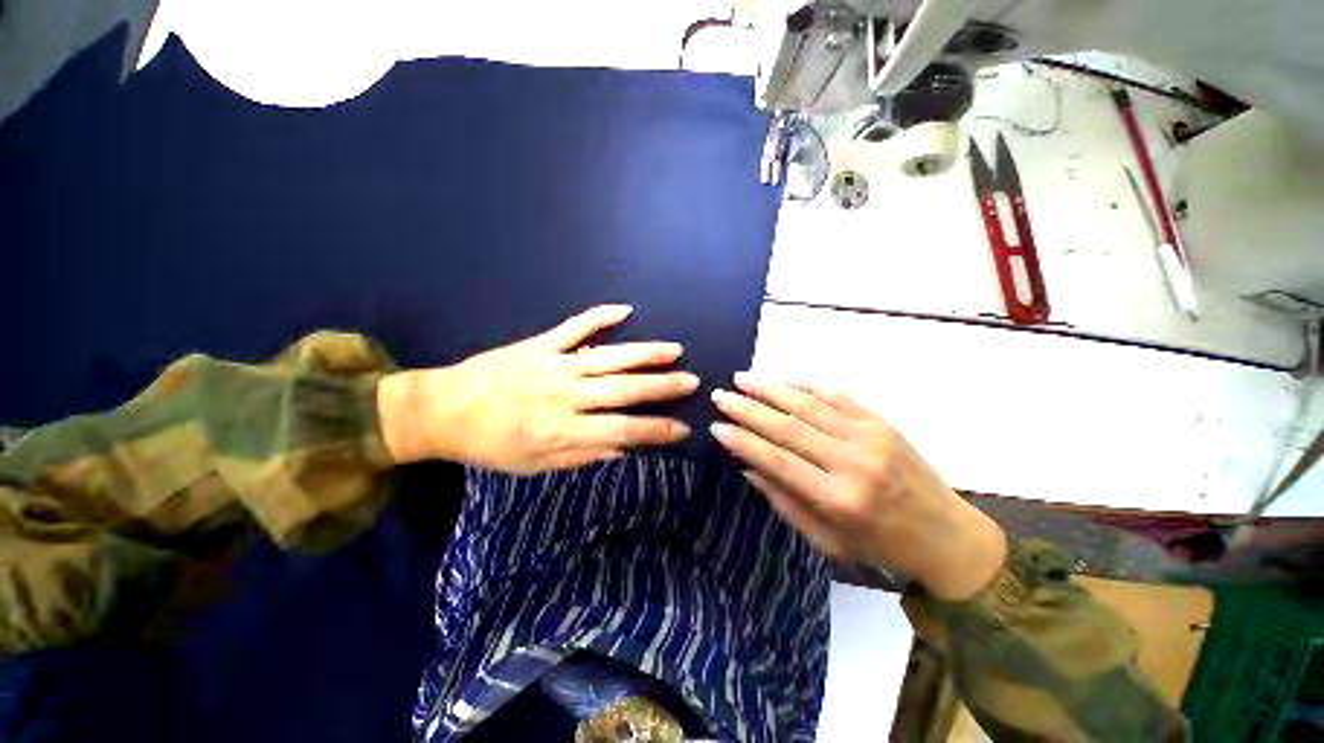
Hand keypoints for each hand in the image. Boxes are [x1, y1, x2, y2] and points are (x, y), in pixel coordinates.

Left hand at [378, 305, 696, 472]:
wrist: (443, 411)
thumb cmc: (490, 445)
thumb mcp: (535, 466)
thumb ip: (582, 457)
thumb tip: (623, 448)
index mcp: (564, 431)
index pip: (624, 431)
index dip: (657, 431)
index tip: (683, 428)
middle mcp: (566, 396)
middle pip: (625, 390)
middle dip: (663, 387)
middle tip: (693, 381)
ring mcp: (555, 365)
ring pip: (610, 357)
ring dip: (645, 353)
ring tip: (675, 351)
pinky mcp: (541, 343)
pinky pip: (576, 326)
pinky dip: (600, 316)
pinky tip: (625, 309)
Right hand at [710, 374, 1005, 600]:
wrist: (946, 535)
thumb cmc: (879, 545)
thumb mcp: (826, 540)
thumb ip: (784, 500)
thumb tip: (748, 465)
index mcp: (838, 499)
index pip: (777, 461)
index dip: (743, 442)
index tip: (716, 426)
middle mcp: (852, 462)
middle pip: (788, 426)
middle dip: (748, 409)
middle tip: (721, 395)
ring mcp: (869, 436)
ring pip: (809, 404)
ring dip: (771, 388)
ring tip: (743, 379)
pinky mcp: (881, 421)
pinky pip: (837, 395)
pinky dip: (806, 384)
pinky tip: (783, 378)